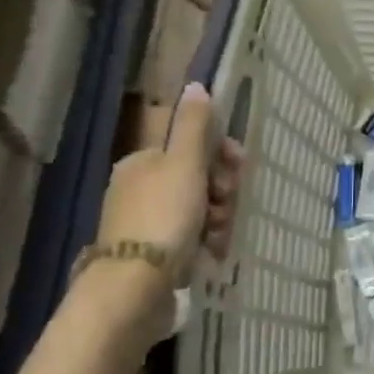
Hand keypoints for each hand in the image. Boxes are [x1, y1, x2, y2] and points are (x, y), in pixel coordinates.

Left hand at [90, 82, 243, 335]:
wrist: (134, 288)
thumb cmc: (163, 216)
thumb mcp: (183, 163)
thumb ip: (193, 125)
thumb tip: (195, 85)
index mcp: (143, 162)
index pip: (191, 145)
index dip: (220, 153)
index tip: (239, 166)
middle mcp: (140, 189)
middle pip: (197, 178)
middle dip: (221, 189)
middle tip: (228, 203)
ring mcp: (145, 224)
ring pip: (197, 209)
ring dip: (218, 217)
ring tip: (220, 234)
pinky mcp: (153, 256)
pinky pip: (190, 238)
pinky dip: (206, 241)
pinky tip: (213, 252)